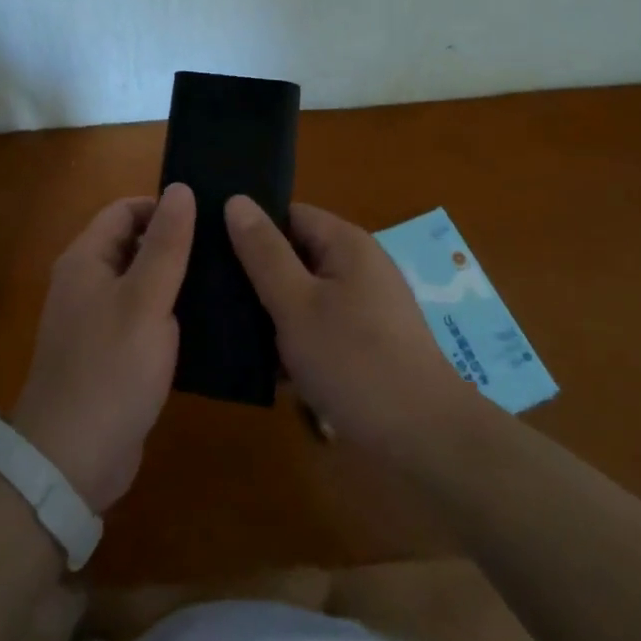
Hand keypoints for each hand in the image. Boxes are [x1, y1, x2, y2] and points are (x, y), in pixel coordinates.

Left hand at [12, 185, 195, 512]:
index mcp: (86, 260)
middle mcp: (86, 283)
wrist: (71, 461)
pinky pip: (142, 318)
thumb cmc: (110, 369)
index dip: (164, 209)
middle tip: (225, 251)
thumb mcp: (146, 300)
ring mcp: (95, 321)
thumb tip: (181, 188)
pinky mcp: (109, 355)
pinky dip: (168, 315)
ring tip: (226, 282)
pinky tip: (207, 325)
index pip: (125, 210)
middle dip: (174, 244)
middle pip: (133, 245)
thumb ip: (166, 244)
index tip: (209, 219)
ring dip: (175, 281)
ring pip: (141, 284)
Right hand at [226, 196, 483, 461]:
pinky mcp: (369, 343)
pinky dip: (298, 341)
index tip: (215, 254)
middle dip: (259, 277)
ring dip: (275, 314)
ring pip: (306, 295)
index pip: (289, 214)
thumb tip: (236, 200)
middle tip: (215, 299)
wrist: (426, 440)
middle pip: (296, 255)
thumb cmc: (354, 361)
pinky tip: (269, 369)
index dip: (253, 230)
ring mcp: (368, 306)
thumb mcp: (295, 303)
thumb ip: (263, 252)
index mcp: (346, 243)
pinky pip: (322, 327)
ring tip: (233, 335)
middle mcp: (360, 266)